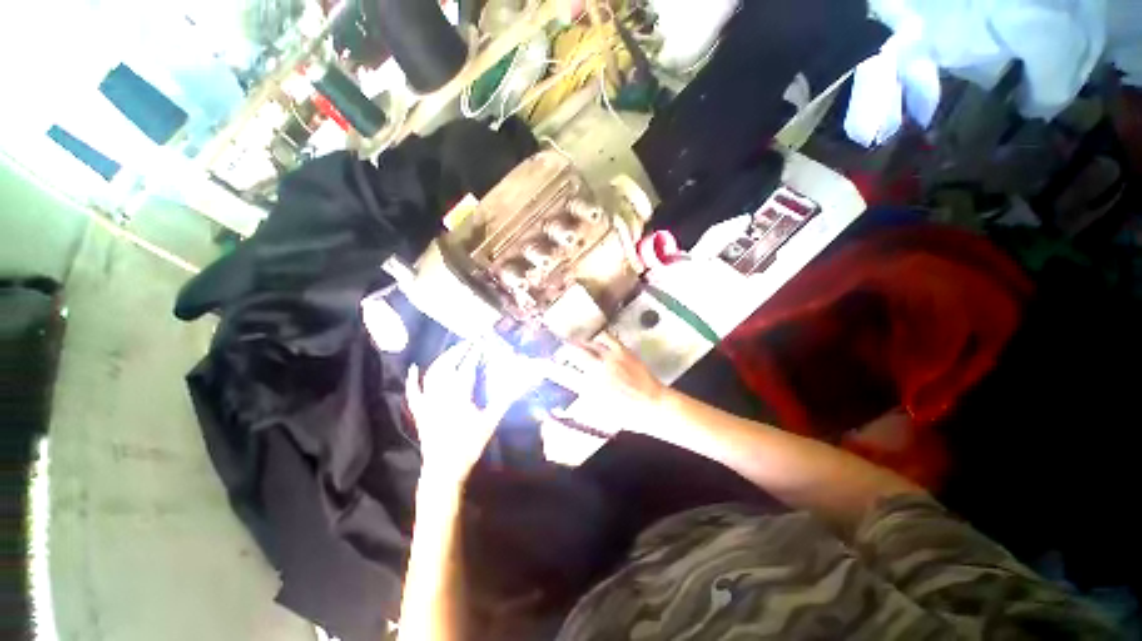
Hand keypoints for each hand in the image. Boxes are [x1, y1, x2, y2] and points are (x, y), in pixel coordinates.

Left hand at [406, 341, 535, 485]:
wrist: (444, 470)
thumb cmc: (469, 446)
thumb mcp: (490, 423)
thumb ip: (504, 402)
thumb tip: (519, 386)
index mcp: (459, 397)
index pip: (467, 369)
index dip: (474, 354)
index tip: (481, 343)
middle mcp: (440, 396)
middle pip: (446, 367)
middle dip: (457, 352)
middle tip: (467, 343)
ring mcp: (428, 404)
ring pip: (431, 376)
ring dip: (441, 360)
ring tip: (452, 351)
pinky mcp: (420, 412)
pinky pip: (413, 393)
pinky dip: (413, 380)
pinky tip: (414, 368)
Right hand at [547, 332, 665, 435]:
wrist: (652, 406)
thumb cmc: (626, 414)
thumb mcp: (600, 413)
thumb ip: (582, 403)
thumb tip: (567, 399)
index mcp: (589, 388)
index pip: (563, 375)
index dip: (549, 367)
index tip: (539, 362)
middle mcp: (596, 371)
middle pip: (573, 353)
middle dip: (564, 349)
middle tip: (560, 348)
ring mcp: (609, 359)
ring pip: (587, 343)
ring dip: (578, 341)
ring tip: (574, 339)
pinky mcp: (621, 351)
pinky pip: (606, 337)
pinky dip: (598, 335)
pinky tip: (595, 336)